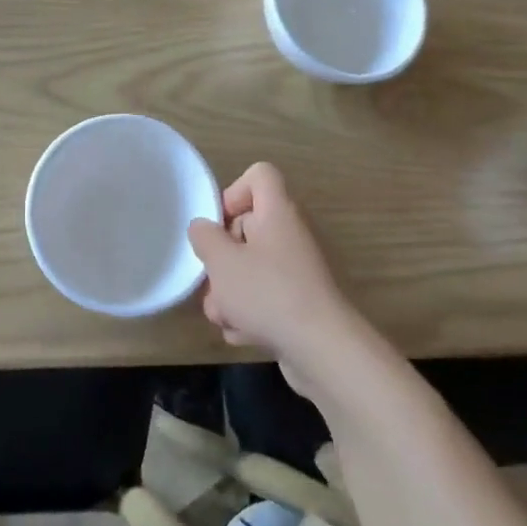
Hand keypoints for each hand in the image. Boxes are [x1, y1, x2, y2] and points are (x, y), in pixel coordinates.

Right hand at [188, 163, 362, 392]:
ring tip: (225, 317)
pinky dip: (250, 314)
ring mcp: (297, 271)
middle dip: (222, 258)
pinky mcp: (299, 304)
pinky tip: (244, 334)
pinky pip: (265, 298)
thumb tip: (203, 228)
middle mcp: (290, 235)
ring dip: (230, 293)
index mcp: (277, 212)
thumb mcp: (222, 262)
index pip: (259, 175)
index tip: (219, 225)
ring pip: (251, 269)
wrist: (323, 350)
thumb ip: (204, 238)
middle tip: (213, 280)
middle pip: (247, 228)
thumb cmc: (268, 294)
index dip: (234, 192)